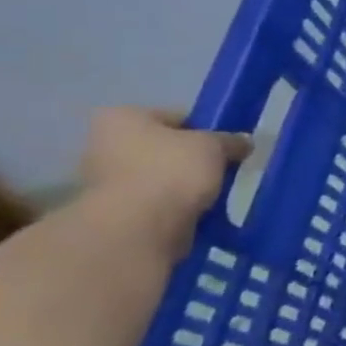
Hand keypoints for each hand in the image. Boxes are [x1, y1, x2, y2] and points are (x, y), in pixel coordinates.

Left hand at [77, 108, 251, 251]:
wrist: (140, 228)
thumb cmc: (172, 171)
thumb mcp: (214, 146)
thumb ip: (230, 140)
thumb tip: (244, 142)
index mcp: (121, 118)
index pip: (173, 117)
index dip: (204, 129)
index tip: (225, 145)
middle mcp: (102, 146)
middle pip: (162, 148)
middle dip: (190, 159)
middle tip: (222, 169)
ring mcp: (103, 183)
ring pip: (158, 177)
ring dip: (182, 185)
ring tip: (213, 194)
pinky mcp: (113, 215)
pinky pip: (155, 204)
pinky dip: (174, 207)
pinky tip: (198, 212)